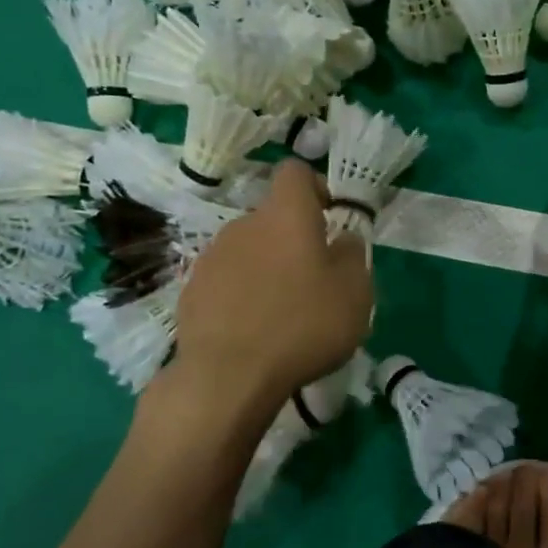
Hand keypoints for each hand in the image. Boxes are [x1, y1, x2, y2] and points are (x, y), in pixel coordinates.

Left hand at [168, 160, 373, 407]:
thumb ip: (353, 256)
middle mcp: (244, 225)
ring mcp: (212, 258)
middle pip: (272, 218)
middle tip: (315, 282)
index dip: (315, 187)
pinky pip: (227, 282)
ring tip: (283, 313)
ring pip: (249, 251)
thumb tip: (343, 239)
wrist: (228, 375)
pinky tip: (254, 331)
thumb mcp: (355, 293)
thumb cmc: (303, 325)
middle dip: (294, 241)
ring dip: (267, 270)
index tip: (329, 218)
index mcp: (286, 216)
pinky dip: (242, 296)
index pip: (294, 172)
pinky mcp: (192, 291)